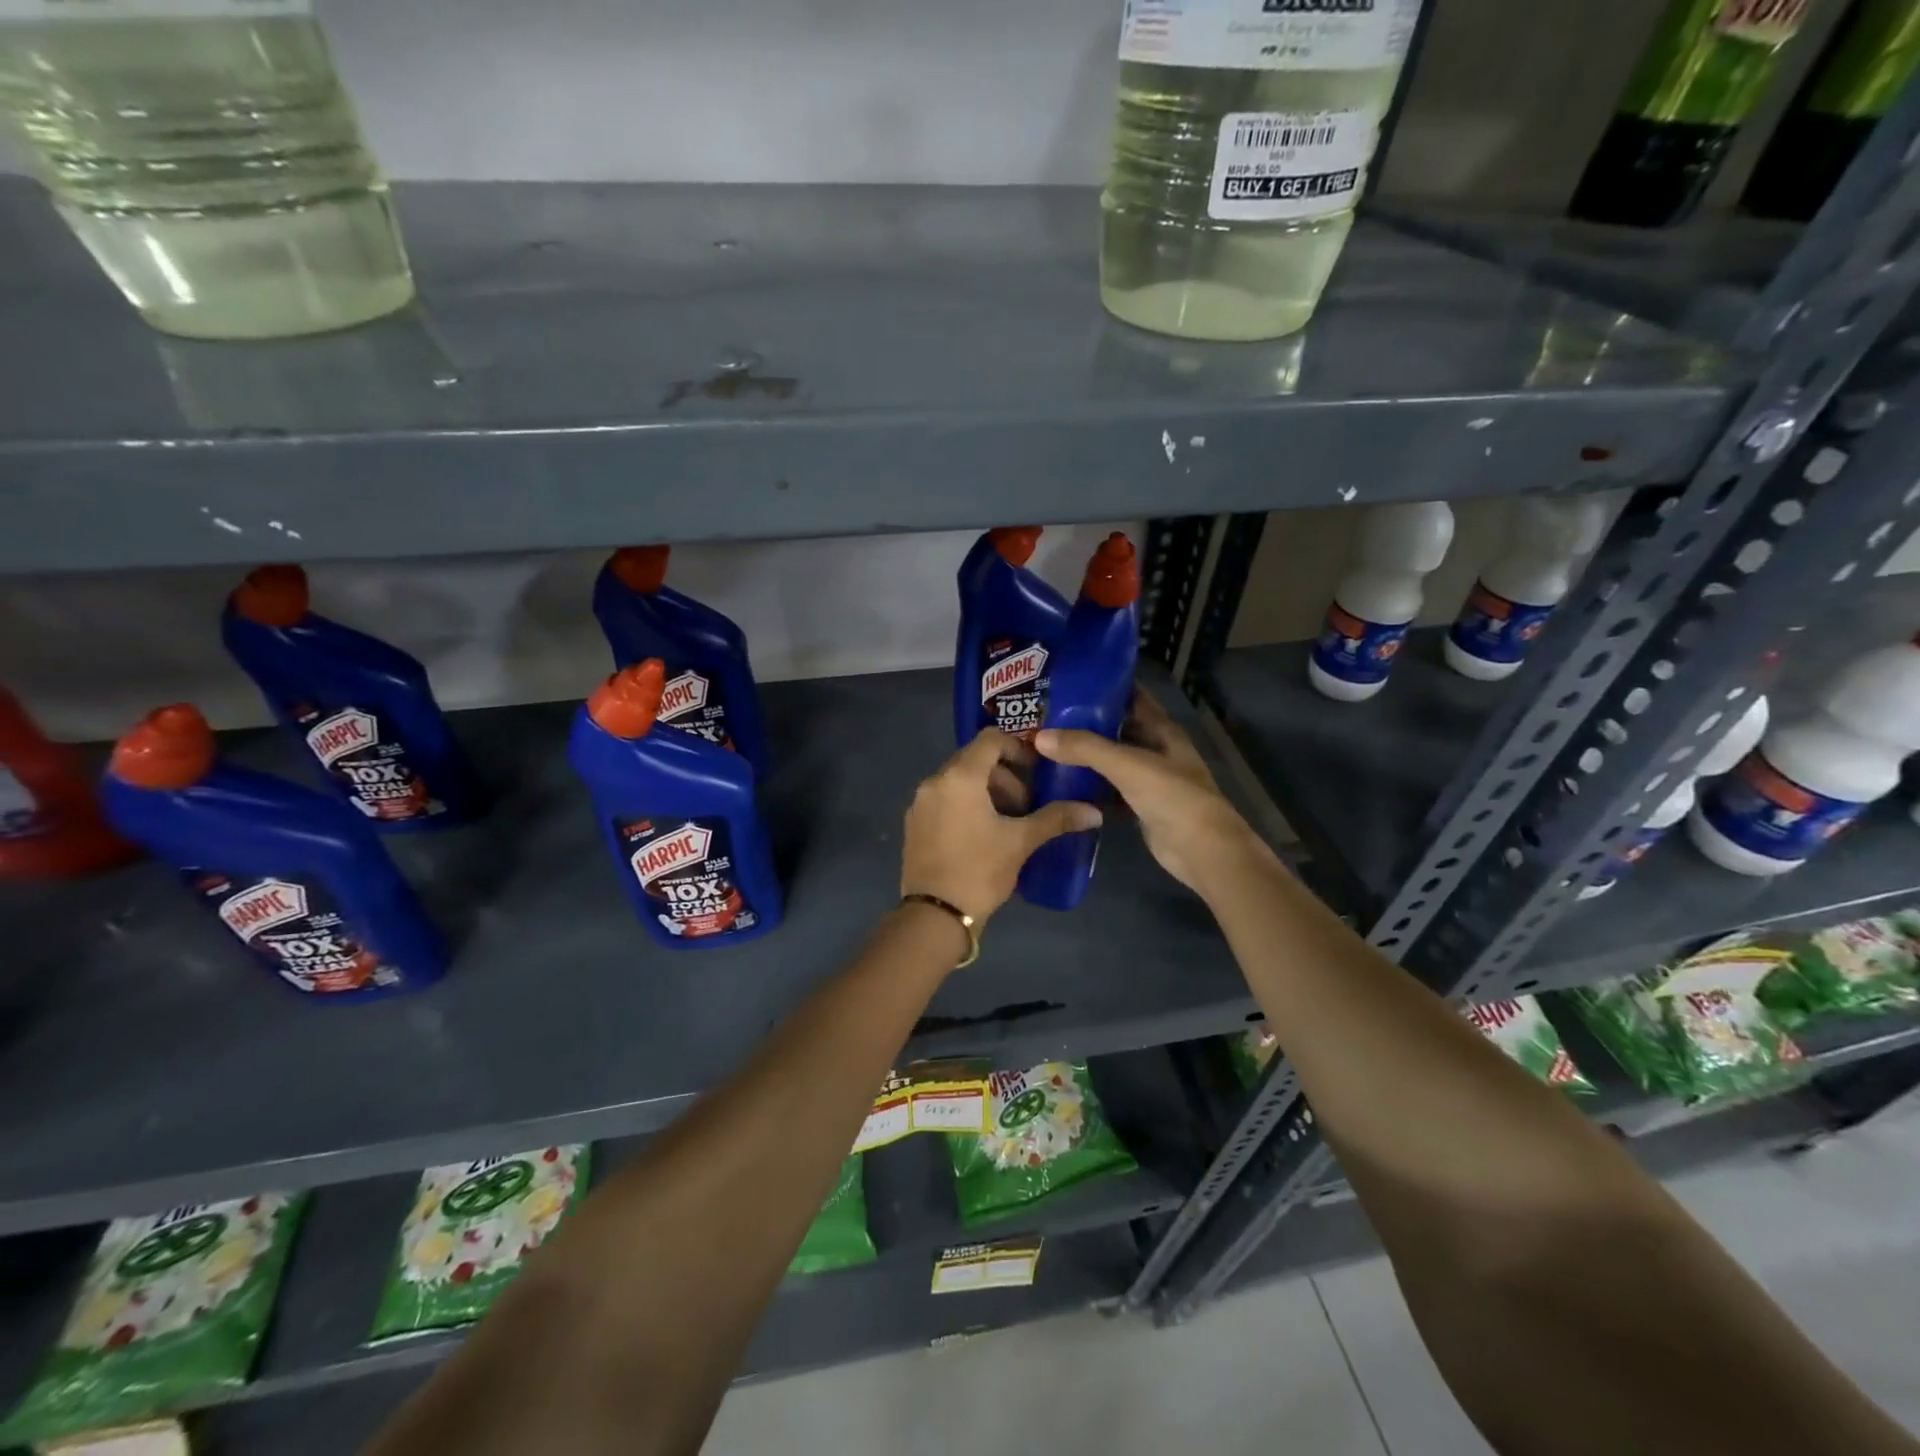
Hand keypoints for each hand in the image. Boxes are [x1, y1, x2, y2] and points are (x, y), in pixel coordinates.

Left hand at [901, 728, 1100, 923]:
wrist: (934, 915)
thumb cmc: (979, 871)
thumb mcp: (1020, 842)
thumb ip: (1056, 819)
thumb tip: (1093, 812)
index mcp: (960, 777)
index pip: (990, 739)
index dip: (1018, 748)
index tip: (1036, 772)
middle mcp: (934, 781)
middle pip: (974, 760)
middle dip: (1005, 777)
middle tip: (1026, 806)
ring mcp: (920, 803)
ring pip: (958, 781)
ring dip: (986, 792)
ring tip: (1006, 823)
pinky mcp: (914, 823)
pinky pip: (944, 799)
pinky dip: (965, 805)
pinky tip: (982, 835)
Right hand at [1035, 688, 1254, 893]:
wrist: (1202, 851)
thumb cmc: (1172, 797)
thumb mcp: (1128, 765)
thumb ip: (1085, 748)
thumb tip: (1040, 737)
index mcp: (1162, 730)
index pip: (1132, 697)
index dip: (1104, 687)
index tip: (1068, 682)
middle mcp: (1157, 750)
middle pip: (1118, 729)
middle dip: (1086, 723)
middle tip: (1046, 717)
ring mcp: (1149, 779)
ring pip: (1112, 761)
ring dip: (1086, 756)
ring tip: (1046, 747)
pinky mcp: (1140, 806)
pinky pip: (1109, 790)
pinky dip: (1090, 788)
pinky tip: (1061, 785)